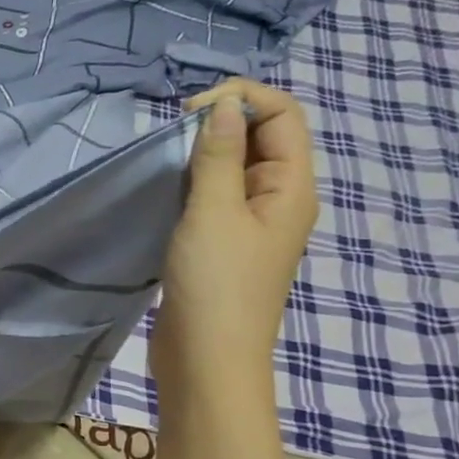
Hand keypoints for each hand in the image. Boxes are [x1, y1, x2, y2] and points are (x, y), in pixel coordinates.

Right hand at [152, 80, 316, 387]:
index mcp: (291, 188)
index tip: (190, 111)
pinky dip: (194, 180)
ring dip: (204, 152)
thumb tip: (224, 105)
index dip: (243, 99)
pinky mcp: (223, 242)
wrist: (207, 359)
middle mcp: (278, 199)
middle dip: (221, 122)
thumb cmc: (216, 284)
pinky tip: (167, 187)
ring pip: (234, 166)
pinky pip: (215, 195)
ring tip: (167, 158)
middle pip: (262, 137)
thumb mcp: (214, 212)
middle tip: (173, 133)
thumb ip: (218, 155)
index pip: (283, 116)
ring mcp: (250, 223)